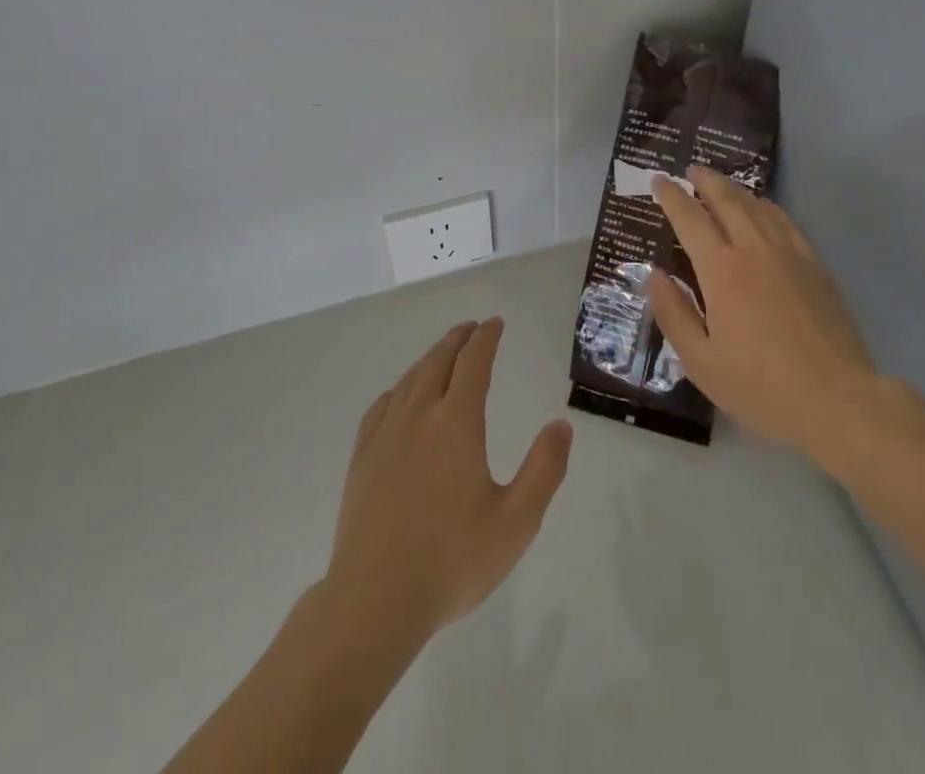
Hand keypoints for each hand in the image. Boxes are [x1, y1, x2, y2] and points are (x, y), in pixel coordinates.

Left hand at [324, 319, 572, 643]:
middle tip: (472, 328)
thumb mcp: (516, 522)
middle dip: (458, 339)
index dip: (486, 338)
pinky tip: (401, 397)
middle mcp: (419, 416)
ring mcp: (385, 435)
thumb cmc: (452, 561)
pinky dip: (399, 388)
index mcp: (456, 423)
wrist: (374, 601)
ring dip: (430, 358)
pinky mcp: (362, 458)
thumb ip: (544, 470)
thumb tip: (561, 426)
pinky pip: (382, 406)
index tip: (495, 323)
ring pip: (410, 379)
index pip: (473, 362)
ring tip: (444, 354)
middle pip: (438, 361)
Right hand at [650, 167, 876, 453]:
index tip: (659, 181)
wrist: (837, 399)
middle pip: (726, 199)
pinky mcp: (815, 264)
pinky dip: (766, 206)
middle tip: (690, 170)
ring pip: (757, 206)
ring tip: (720, 185)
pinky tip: (762, 209)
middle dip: (705, 180)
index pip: (690, 218)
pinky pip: (785, 221)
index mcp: (721, 270)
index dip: (671, 196)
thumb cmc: (761, 387)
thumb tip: (654, 275)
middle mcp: (753, 249)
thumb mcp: (701, 362)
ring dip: (734, 189)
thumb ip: (673, 314)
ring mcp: (788, 253)